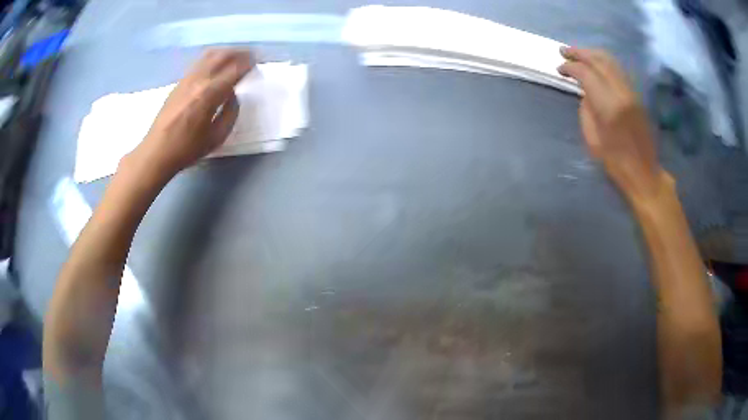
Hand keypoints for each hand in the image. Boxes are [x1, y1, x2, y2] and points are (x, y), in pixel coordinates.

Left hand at [130, 49, 255, 178]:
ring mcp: (187, 79)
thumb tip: (234, 95)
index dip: (248, 64)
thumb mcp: (217, 136)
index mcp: (209, 93)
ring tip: (235, 57)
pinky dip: (212, 59)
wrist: (157, 151)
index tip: (257, 63)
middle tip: (250, 56)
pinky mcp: (179, 82)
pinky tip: (216, 66)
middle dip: (239, 53)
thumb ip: (231, 113)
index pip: (235, 69)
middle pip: (222, 55)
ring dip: (225, 52)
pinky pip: (199, 62)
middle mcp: (198, 80)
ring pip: (209, 55)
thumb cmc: (188, 148)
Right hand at [558, 47, 671, 203]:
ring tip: (578, 53)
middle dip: (579, 52)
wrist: (644, 173)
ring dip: (592, 54)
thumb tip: (585, 92)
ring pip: (610, 61)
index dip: (570, 67)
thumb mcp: (593, 139)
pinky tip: (596, 65)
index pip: (586, 73)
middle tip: (564, 50)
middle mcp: (621, 92)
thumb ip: (587, 110)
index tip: (560, 68)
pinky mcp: (636, 95)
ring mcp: (631, 92)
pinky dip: (604, 62)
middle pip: (598, 60)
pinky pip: (618, 70)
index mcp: (609, 106)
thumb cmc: (616, 163)